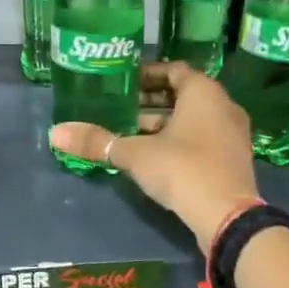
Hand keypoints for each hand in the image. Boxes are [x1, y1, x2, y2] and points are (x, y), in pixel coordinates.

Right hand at [49, 61, 258, 253]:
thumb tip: (56, 133)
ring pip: (193, 118)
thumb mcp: (134, 154)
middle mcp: (223, 106)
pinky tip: (153, 156)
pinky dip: (179, 140)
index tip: (122, 82)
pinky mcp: (233, 159)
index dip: (147, 74)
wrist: (227, 217)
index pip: (174, 70)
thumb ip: (97, 142)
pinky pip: (202, 138)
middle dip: (151, 101)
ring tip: (130, 132)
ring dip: (163, 123)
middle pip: (183, 94)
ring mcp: (232, 134)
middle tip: (120, 107)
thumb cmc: (182, 169)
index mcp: (203, 92)